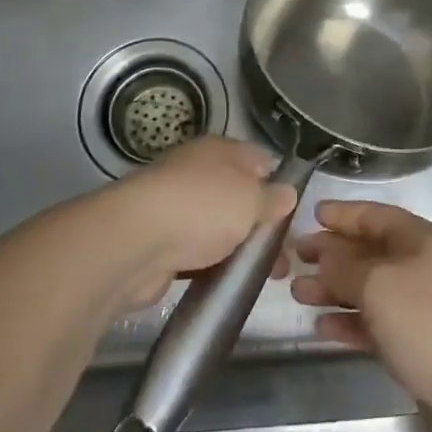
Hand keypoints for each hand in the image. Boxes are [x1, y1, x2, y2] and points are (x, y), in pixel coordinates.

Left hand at [100, 136, 296, 308]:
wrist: (136, 242)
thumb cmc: (203, 207)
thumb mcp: (251, 199)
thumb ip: (272, 198)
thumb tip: (287, 193)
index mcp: (220, 150)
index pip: (260, 160)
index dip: (279, 184)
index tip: (295, 214)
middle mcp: (197, 171)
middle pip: (238, 194)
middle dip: (261, 223)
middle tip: (284, 255)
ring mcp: (176, 206)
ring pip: (218, 225)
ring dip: (237, 247)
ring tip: (264, 277)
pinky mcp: (161, 240)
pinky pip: (196, 250)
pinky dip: (211, 263)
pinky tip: (227, 280)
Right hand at [291, 201, 431, 418]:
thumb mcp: (380, 285)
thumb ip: (346, 267)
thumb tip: (324, 253)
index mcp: (420, 240)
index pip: (376, 216)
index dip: (344, 213)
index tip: (311, 215)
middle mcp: (422, 268)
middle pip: (370, 253)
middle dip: (333, 254)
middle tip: (294, 260)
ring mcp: (423, 310)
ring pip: (371, 291)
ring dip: (336, 291)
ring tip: (299, 294)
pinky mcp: (422, 348)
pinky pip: (379, 327)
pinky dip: (352, 324)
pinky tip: (324, 330)